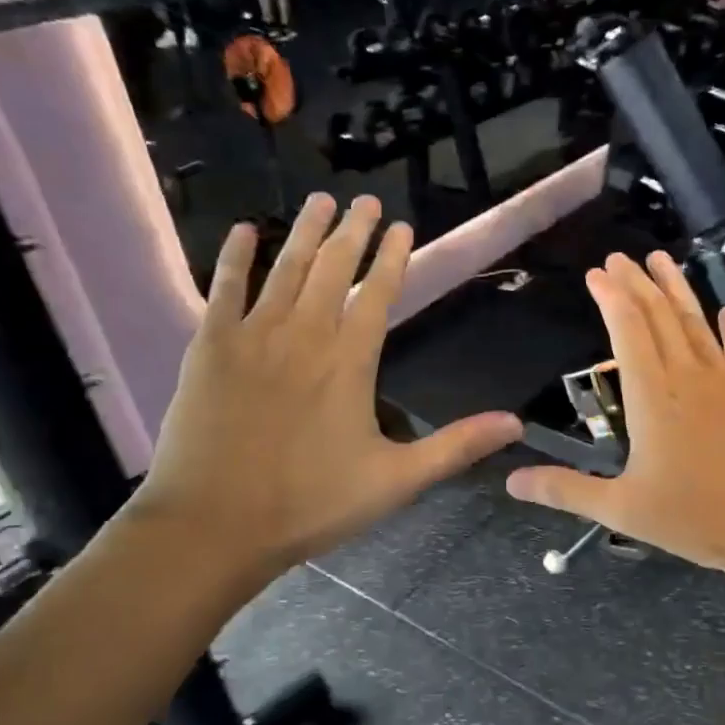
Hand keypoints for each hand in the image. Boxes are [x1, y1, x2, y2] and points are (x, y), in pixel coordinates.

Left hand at [131, 194, 522, 580]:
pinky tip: (245, 232)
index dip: (392, 258)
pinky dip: (234, 258)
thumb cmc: (310, 504)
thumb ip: (456, 446)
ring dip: (305, 233)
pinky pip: (223, 289)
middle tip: (364, 199)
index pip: (377, 295)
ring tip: (320, 200)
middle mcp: (303, 336)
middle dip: (352, 232)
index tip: (401, 226)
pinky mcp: (209, 348)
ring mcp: (252, 337)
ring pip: (284, 269)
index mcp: (350, 363)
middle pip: (332, 270)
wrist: (214, 525)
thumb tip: (516, 425)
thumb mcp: (396, 481)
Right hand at [505, 251, 724, 586]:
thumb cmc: (698, 519)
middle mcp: (689, 375)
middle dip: (636, 283)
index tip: (597, 273)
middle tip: (620, 257)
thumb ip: (566, 491)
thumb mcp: (623, 509)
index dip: (610, 297)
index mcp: (652, 396)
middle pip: (660, 315)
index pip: (628, 330)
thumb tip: (512, 482)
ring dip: (677, 288)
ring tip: (661, 259)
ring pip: (697, 321)